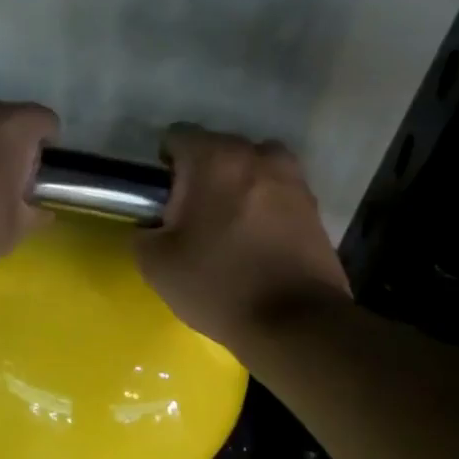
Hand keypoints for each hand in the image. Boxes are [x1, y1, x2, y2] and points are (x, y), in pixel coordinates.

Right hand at [136, 125, 350, 351]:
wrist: (294, 321)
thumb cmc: (218, 284)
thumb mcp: (155, 264)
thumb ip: (144, 231)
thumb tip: (155, 225)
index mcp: (215, 159)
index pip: (177, 137)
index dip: (164, 166)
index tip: (163, 201)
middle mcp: (258, 155)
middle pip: (219, 150)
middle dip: (203, 176)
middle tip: (193, 220)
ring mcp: (293, 179)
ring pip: (253, 170)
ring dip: (237, 188)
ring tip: (229, 229)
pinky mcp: (315, 207)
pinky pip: (277, 194)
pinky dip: (264, 208)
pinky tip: (256, 244)